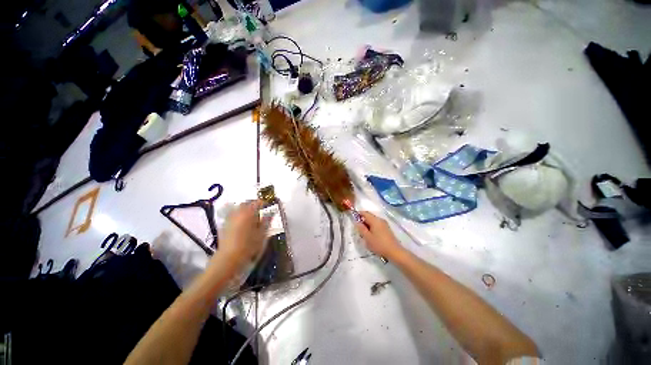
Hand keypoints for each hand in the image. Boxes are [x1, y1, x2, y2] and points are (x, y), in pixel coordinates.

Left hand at [217, 200, 270, 266]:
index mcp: (249, 212)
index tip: (268, 208)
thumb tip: (270, 213)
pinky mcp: (224, 224)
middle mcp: (238, 212)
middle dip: (254, 205)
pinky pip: (233, 215)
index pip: (258, 202)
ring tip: (251, 218)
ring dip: (245, 210)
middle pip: (246, 203)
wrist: (229, 257)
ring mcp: (230, 218)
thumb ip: (266, 221)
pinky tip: (242, 224)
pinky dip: (239, 216)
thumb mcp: (262, 233)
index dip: (264, 204)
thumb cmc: (249, 245)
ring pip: (238, 208)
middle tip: (260, 212)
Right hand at [355, 211, 402, 259]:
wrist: (394, 252)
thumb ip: (361, 228)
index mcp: (375, 220)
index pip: (365, 213)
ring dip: (367, 225)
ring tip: (364, 234)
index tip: (353, 220)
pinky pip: (377, 224)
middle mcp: (380, 219)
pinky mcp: (386, 228)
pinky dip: (372, 227)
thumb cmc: (379, 244)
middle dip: (363, 221)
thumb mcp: (367, 237)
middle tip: (358, 229)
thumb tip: (356, 222)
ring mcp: (384, 224)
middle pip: (369, 216)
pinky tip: (371, 235)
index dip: (358, 214)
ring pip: (373, 221)